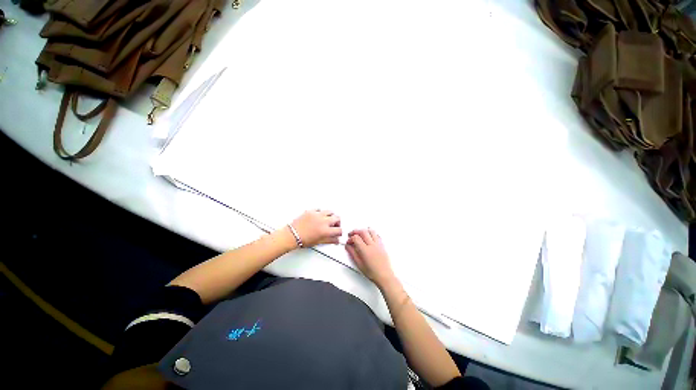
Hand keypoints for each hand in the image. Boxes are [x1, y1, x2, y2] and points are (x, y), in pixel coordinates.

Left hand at [289, 210, 341, 246]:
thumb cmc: (303, 240)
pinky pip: (319, 209)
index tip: (338, 233)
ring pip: (330, 211)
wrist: (291, 235)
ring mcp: (317, 215)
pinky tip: (318, 217)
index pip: (339, 230)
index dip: (339, 232)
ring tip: (327, 220)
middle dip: (337, 222)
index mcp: (325, 230)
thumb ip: (330, 240)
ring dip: (331, 216)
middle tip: (334, 226)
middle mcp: (323, 221)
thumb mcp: (318, 242)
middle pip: (337, 218)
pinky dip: (321, 212)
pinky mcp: (311, 211)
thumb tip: (336, 240)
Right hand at [346, 229, 396, 287]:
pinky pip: (377, 235)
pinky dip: (372, 233)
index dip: (350, 238)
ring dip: (364, 230)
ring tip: (360, 233)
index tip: (349, 242)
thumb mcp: (359, 264)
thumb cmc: (372, 273)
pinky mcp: (382, 245)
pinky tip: (369, 236)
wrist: (384, 276)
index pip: (356, 238)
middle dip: (356, 231)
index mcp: (365, 250)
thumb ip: (353, 253)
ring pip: (371, 231)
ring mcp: (378, 244)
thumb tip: (348, 246)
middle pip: (363, 232)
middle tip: (352, 234)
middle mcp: (372, 245)